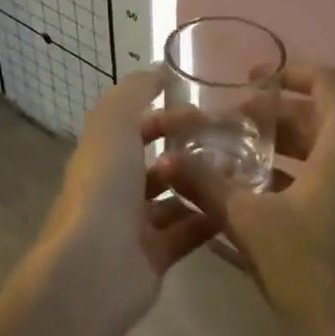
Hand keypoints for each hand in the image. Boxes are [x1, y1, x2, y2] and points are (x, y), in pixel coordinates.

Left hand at [36, 66, 224, 327]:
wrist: (95, 266)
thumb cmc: (104, 186)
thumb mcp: (114, 122)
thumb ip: (134, 91)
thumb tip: (158, 69)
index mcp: (102, 155)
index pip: (136, 127)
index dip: (167, 117)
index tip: (206, 113)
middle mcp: (114, 188)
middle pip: (157, 163)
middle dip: (190, 151)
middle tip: (231, 145)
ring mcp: (133, 226)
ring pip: (174, 199)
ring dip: (202, 185)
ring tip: (239, 174)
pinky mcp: (154, 258)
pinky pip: (187, 233)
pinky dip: (209, 220)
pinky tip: (237, 208)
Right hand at [155, 65, 334, 335]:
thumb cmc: (315, 273)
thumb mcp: (251, 223)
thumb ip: (206, 184)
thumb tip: (164, 158)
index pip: (326, 82)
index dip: (288, 71)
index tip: (248, 80)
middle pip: (318, 117)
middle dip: (270, 117)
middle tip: (226, 127)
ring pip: (322, 152)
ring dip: (279, 150)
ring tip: (232, 161)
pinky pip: (330, 182)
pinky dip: (294, 179)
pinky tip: (255, 201)